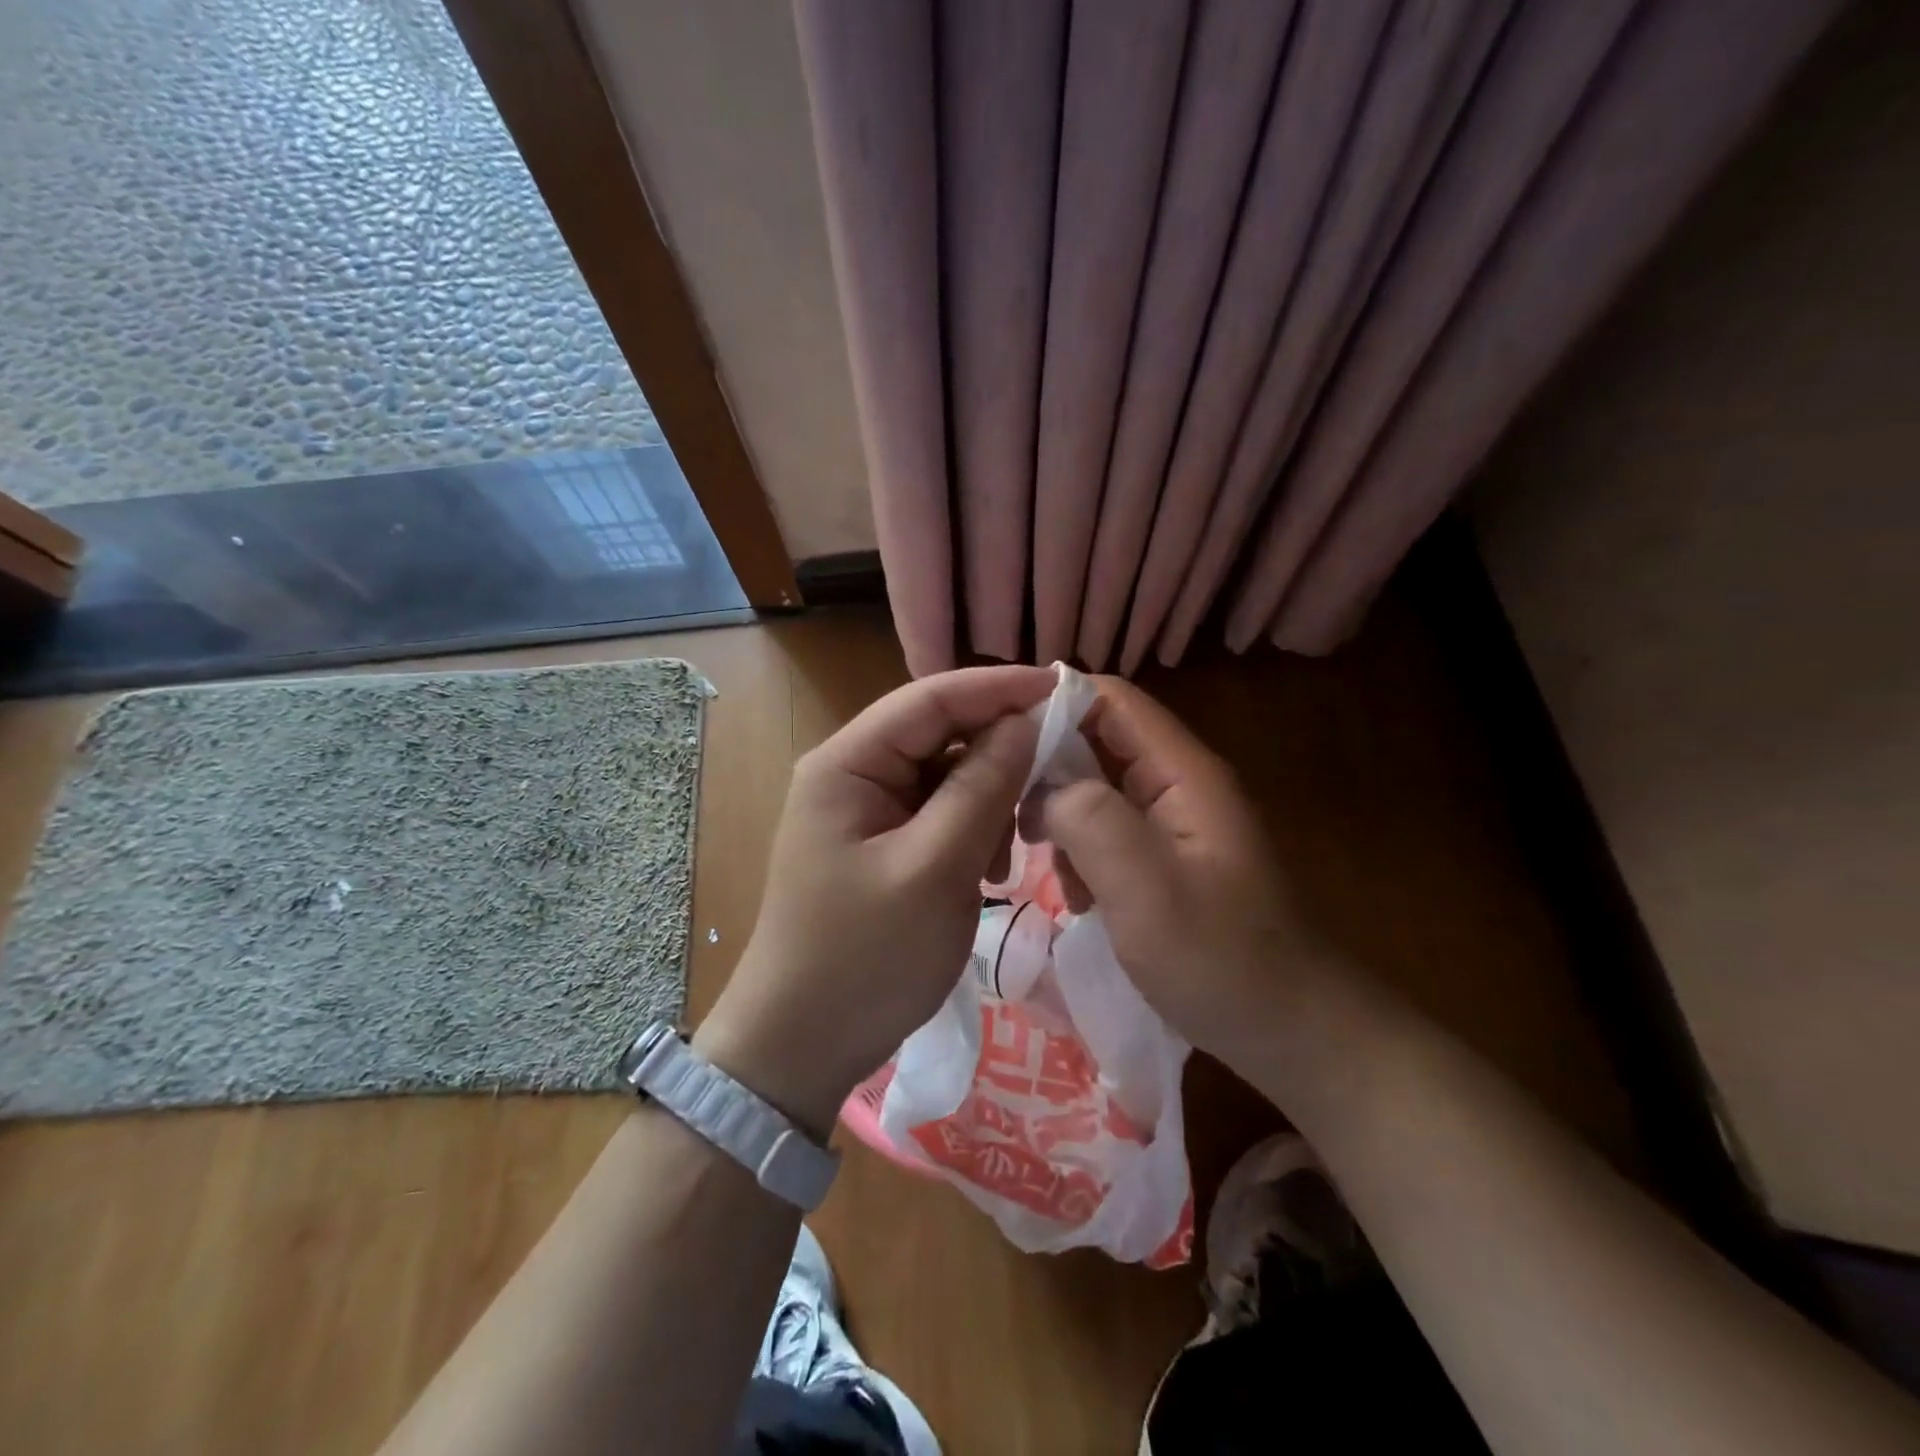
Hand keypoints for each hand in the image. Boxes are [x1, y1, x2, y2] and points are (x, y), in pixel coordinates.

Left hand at [695, 665, 1054, 1137]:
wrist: (803, 1045)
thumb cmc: (865, 956)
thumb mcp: (935, 868)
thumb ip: (982, 787)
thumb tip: (1026, 721)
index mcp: (848, 764)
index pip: (930, 698)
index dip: (998, 688)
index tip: (1064, 688)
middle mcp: (853, 773)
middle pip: (939, 734)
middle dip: (999, 749)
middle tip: (1059, 769)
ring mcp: (866, 811)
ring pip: (946, 776)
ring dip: (989, 799)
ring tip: (1015, 848)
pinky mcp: (882, 845)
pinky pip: (939, 815)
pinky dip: (973, 831)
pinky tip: (992, 870)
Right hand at [1031, 677, 1317, 1065]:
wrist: (1287, 1031)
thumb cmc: (1219, 960)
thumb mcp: (1147, 890)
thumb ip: (1092, 821)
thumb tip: (1044, 785)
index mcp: (1183, 773)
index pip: (1111, 701)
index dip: (1053, 704)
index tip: (998, 740)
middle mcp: (1177, 784)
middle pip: (1097, 743)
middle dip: (1048, 774)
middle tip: (1010, 818)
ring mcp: (1172, 823)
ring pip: (1095, 791)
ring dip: (1063, 822)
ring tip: (1050, 869)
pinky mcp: (1163, 860)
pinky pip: (1107, 834)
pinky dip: (1082, 856)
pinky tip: (1080, 899)